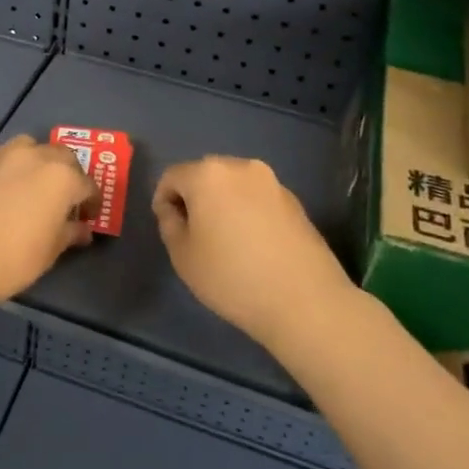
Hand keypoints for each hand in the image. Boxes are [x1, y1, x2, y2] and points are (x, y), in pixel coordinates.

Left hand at [0, 136, 96, 313]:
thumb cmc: (12, 260)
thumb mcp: (49, 252)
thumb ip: (69, 234)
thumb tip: (82, 229)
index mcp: (61, 177)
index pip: (87, 184)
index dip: (91, 201)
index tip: (87, 217)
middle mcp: (34, 156)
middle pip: (60, 155)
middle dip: (66, 173)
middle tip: (61, 197)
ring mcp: (0, 155)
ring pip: (26, 146)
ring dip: (34, 159)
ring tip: (28, 182)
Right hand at [153, 157, 354, 349]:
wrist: (304, 301)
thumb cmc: (232, 277)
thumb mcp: (183, 256)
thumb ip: (169, 224)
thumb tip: (174, 210)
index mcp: (208, 174)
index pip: (172, 177)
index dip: (164, 201)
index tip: (170, 229)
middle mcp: (241, 167)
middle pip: (205, 175)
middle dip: (194, 199)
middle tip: (194, 235)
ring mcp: (272, 182)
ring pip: (233, 186)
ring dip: (222, 204)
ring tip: (226, 242)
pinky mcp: (295, 201)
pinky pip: (257, 198)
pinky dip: (248, 212)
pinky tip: (253, 246)